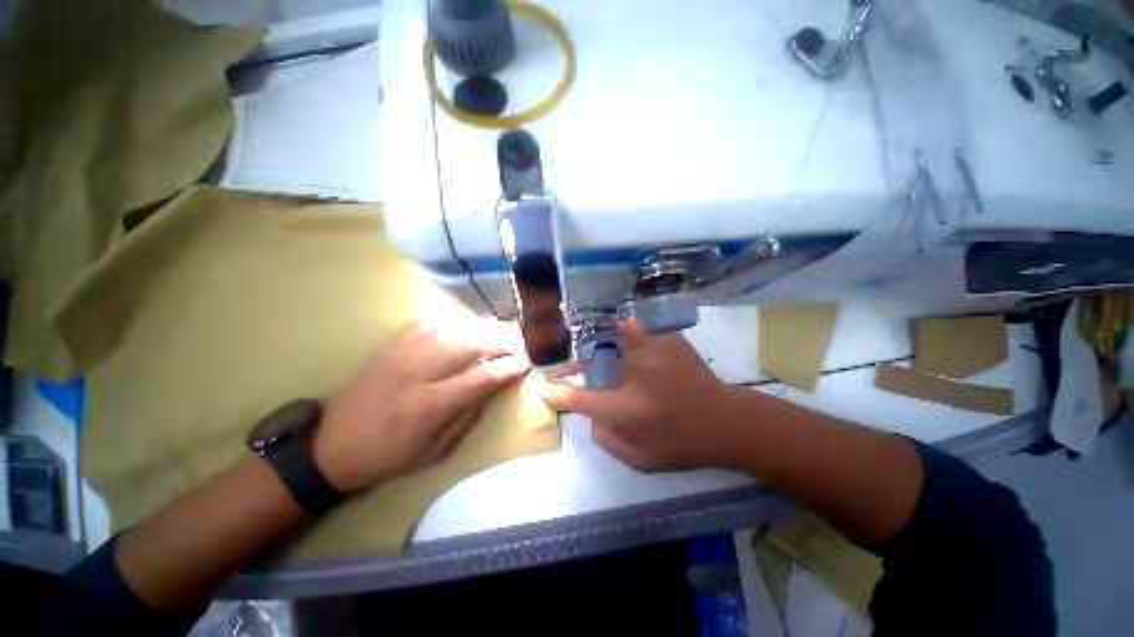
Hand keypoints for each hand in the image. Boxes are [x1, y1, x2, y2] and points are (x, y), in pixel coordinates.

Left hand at [314, 319, 530, 491]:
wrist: (330, 441)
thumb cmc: (388, 453)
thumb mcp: (435, 450)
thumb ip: (469, 413)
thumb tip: (495, 384)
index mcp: (430, 404)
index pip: (482, 375)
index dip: (510, 365)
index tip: (529, 360)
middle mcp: (420, 369)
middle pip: (473, 343)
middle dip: (505, 340)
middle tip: (525, 340)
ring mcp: (406, 349)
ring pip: (459, 327)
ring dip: (488, 328)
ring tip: (507, 333)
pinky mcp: (397, 340)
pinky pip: (439, 321)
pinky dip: (463, 323)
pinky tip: (474, 328)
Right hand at [540, 320, 737, 472]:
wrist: (726, 422)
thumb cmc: (682, 444)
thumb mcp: (640, 459)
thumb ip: (606, 438)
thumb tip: (590, 413)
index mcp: (626, 410)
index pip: (580, 398)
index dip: (557, 392)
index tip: (543, 386)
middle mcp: (634, 375)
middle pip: (591, 361)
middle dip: (574, 363)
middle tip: (567, 365)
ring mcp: (651, 352)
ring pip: (612, 339)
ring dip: (598, 344)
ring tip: (591, 345)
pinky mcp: (666, 340)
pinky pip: (635, 329)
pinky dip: (624, 330)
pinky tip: (621, 331)